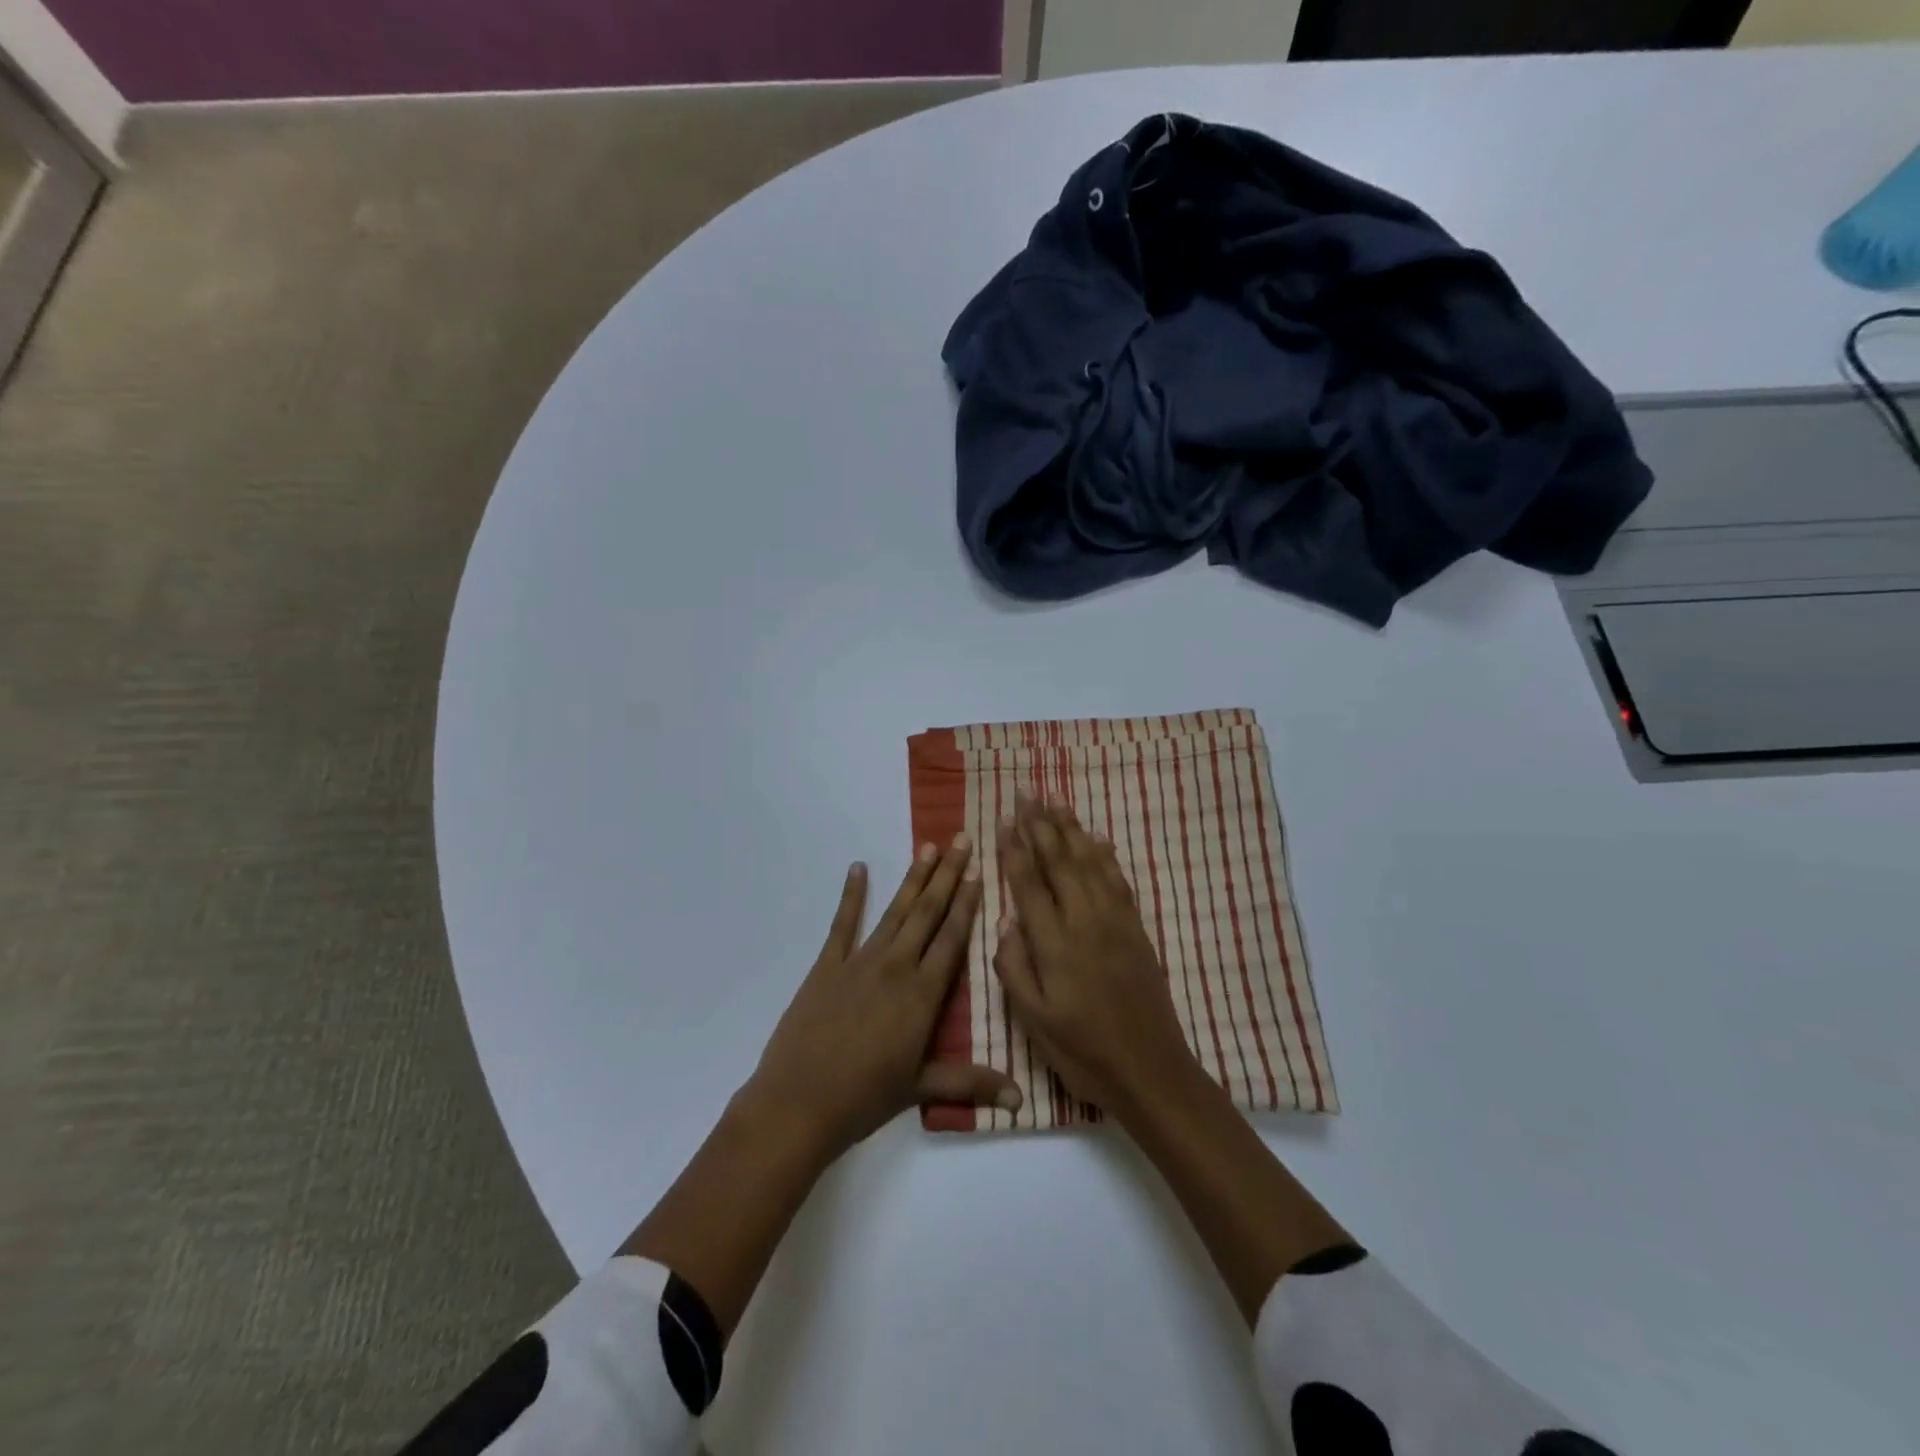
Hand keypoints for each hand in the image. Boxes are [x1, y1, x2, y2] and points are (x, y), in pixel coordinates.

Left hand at [745, 835, 1022, 1158]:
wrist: (798, 1103)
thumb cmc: (864, 1098)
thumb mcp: (921, 1089)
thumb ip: (971, 1083)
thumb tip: (1021, 1099)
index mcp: (923, 995)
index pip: (952, 938)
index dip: (967, 903)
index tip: (979, 872)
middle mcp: (896, 967)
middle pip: (927, 913)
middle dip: (947, 875)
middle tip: (961, 840)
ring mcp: (859, 962)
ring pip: (894, 911)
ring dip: (913, 879)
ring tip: (927, 848)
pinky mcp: (827, 966)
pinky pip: (842, 924)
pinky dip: (851, 895)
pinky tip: (858, 868)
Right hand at [993, 798, 1203, 1121]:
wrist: (1150, 1069)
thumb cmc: (1082, 1050)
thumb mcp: (1032, 1020)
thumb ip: (1013, 966)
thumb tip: (1005, 920)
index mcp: (1055, 943)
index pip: (1029, 883)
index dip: (1014, 849)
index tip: (1003, 819)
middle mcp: (1085, 920)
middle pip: (1059, 861)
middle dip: (1040, 824)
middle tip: (1026, 793)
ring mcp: (1115, 921)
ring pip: (1090, 862)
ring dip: (1071, 829)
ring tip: (1056, 801)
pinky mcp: (1136, 928)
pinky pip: (1118, 879)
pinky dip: (1105, 854)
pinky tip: (1097, 839)